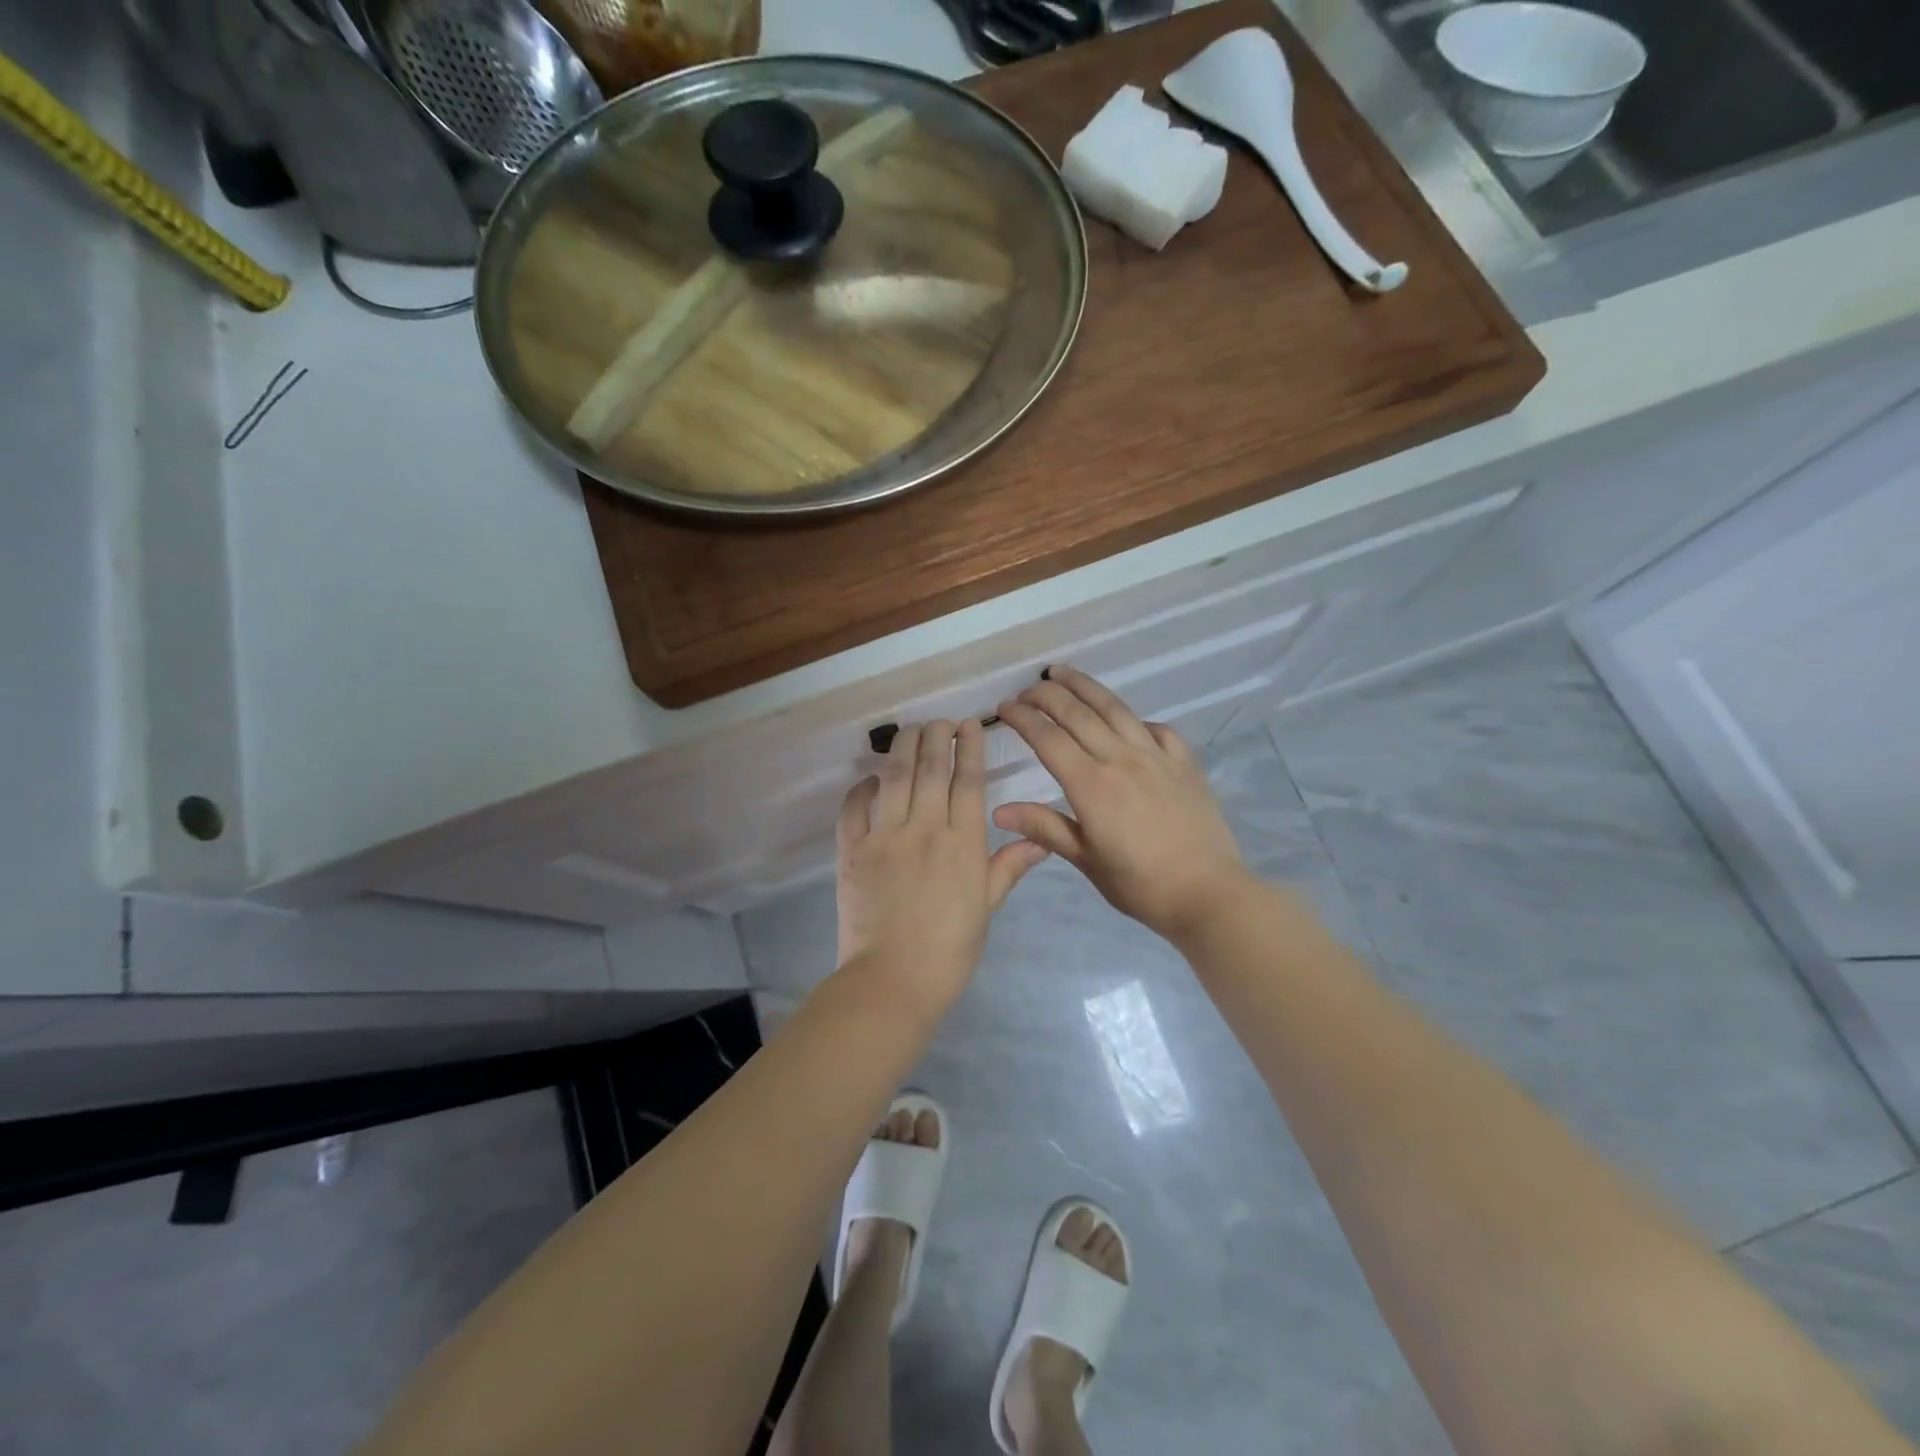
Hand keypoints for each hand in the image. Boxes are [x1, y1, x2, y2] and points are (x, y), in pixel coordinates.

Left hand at [835, 719, 1049, 1017]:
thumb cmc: (950, 950)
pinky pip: (854, 808)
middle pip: (930, 768)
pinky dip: (861, 788)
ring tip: (910, 731)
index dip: (969, 747)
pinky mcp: (852, 851)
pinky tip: (870, 779)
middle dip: (936, 736)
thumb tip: (1040, 841)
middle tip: (939, 721)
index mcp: (963, 843)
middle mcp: (925, 829)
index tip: (969, 724)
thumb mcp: (986, 908)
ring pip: (895, 777)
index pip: (968, 781)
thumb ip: (1008, 868)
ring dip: (903, 748)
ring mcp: (885, 837)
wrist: (893, 980)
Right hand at [994, 668, 1252, 942]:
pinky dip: (1135, 719)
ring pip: (1115, 709)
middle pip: (1078, 713)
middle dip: (1047, 695)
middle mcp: (1120, 758)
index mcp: (1091, 784)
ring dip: (1085, 686)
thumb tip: (999, 811)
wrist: (1207, 893)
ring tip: (1063, 673)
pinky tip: (1127, 721)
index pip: (1047, 738)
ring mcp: (1156, 756)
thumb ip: (1043, 827)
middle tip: (1027, 689)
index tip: (1003, 708)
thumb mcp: (1085, 859)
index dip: (1022, 718)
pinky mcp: (1184, 763)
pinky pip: (1157, 729)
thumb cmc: (1139, 884)